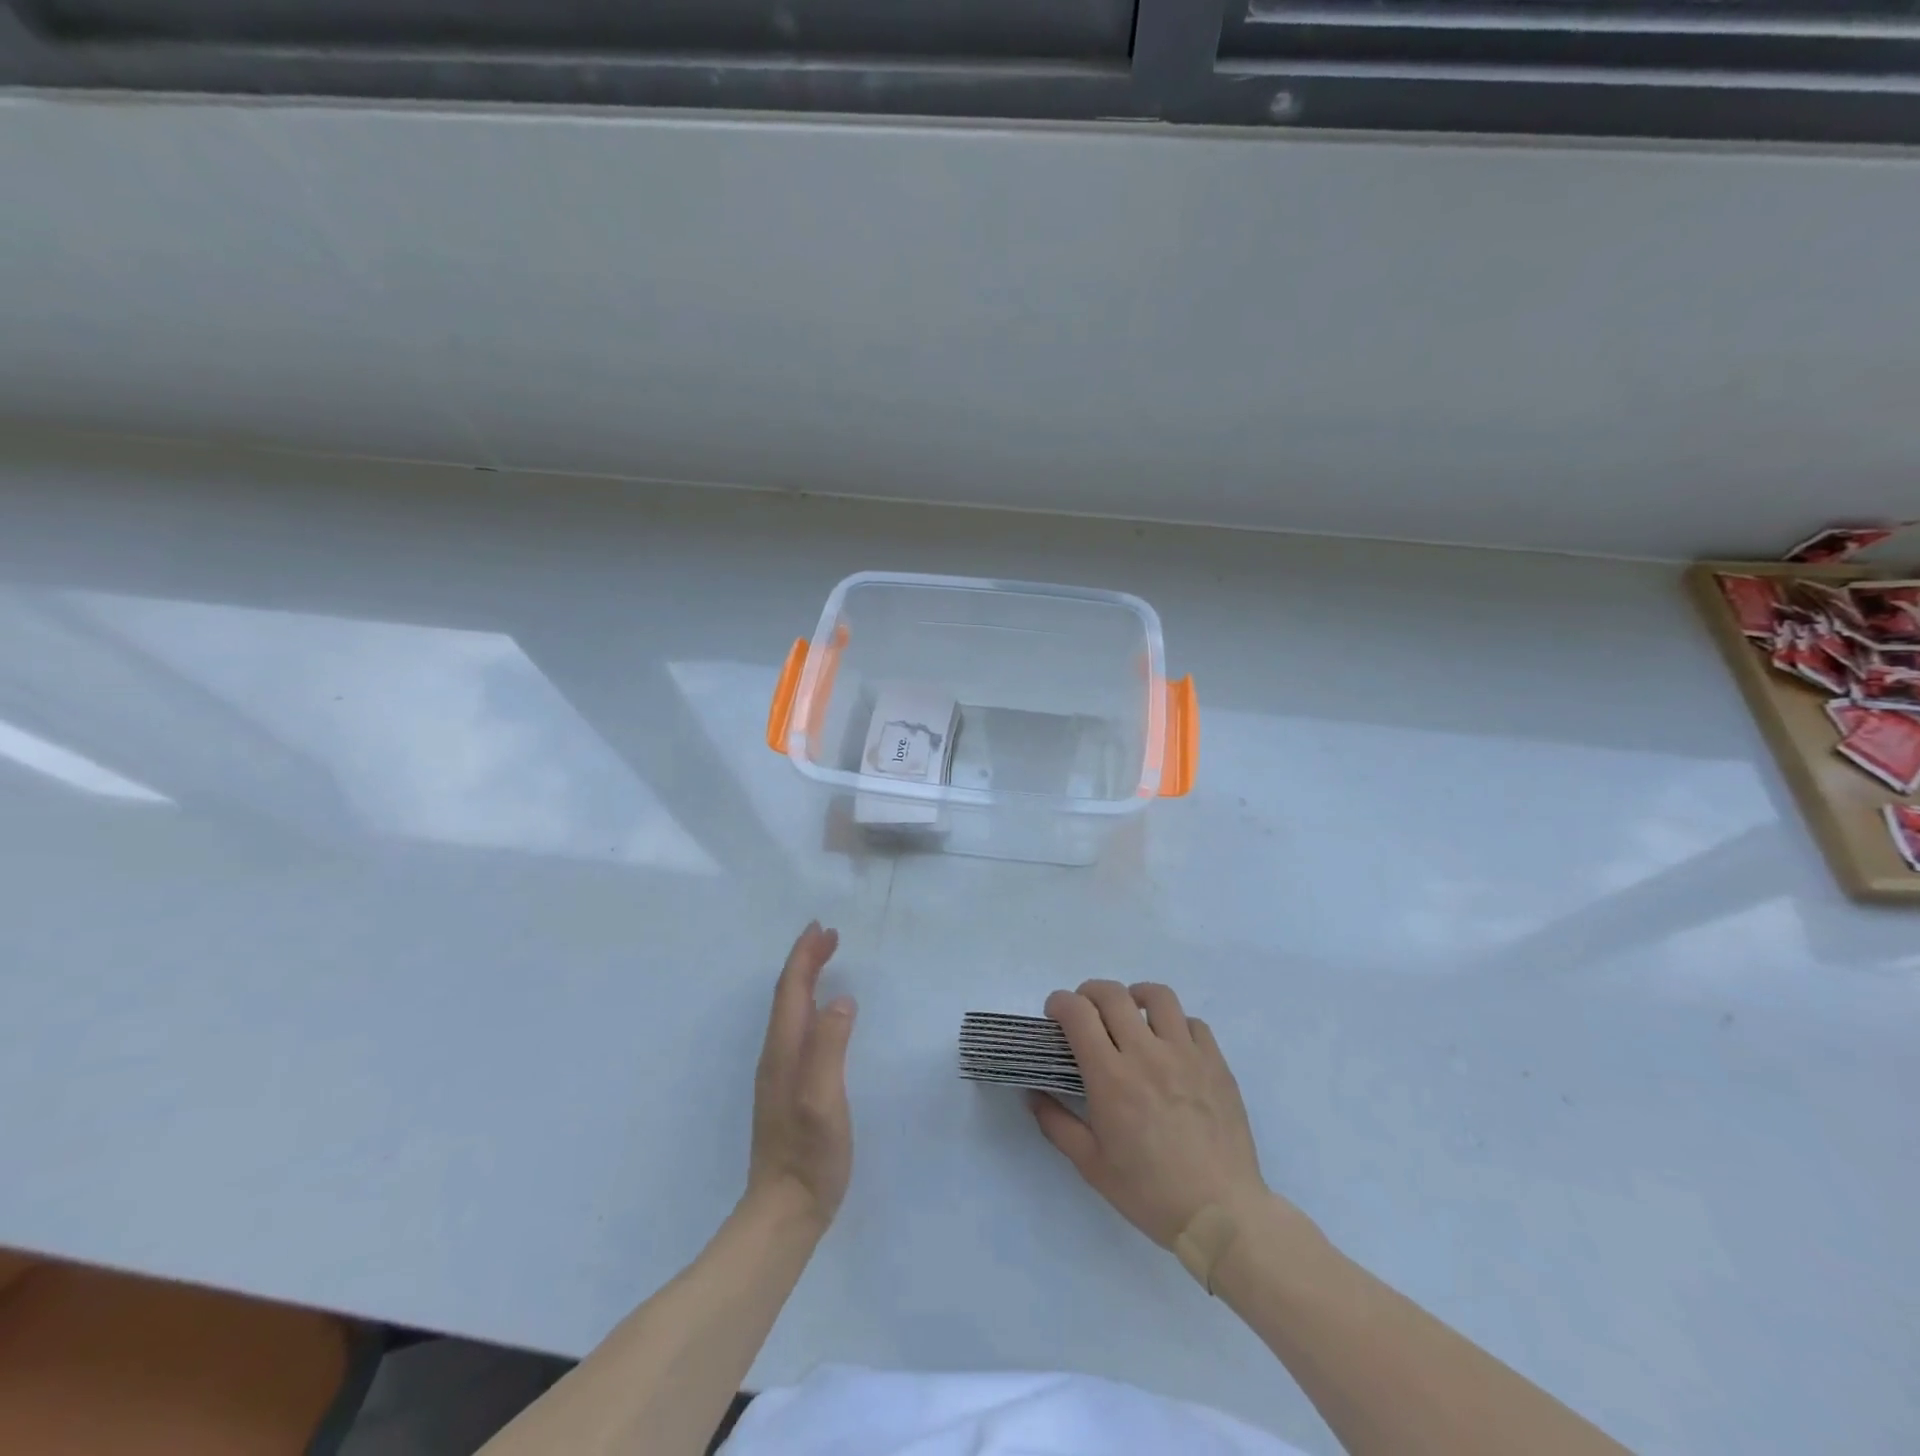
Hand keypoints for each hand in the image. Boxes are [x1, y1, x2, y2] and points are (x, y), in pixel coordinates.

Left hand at [747, 922, 856, 1230]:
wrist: (784, 1212)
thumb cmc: (809, 1155)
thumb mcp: (822, 1099)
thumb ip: (829, 1047)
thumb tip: (842, 999)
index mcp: (784, 1051)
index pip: (792, 991)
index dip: (805, 957)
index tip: (823, 929)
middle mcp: (777, 1055)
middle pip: (787, 996)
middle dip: (804, 961)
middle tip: (827, 935)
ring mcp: (780, 1074)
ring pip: (790, 1011)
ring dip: (804, 979)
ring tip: (823, 960)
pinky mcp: (788, 1089)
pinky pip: (796, 1029)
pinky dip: (807, 1004)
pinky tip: (820, 1012)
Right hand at [1032, 980, 1270, 1248]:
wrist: (1221, 1215)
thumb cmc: (1150, 1193)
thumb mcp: (1091, 1165)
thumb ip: (1056, 1123)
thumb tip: (1033, 1094)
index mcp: (1110, 1077)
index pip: (1077, 1012)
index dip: (1059, 1003)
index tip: (1055, 1016)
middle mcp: (1146, 1053)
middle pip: (1112, 993)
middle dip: (1089, 993)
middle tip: (1086, 1014)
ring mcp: (1186, 1054)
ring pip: (1157, 995)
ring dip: (1135, 997)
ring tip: (1131, 1015)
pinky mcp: (1216, 1063)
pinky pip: (1193, 1022)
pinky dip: (1175, 1024)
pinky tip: (1170, 1046)